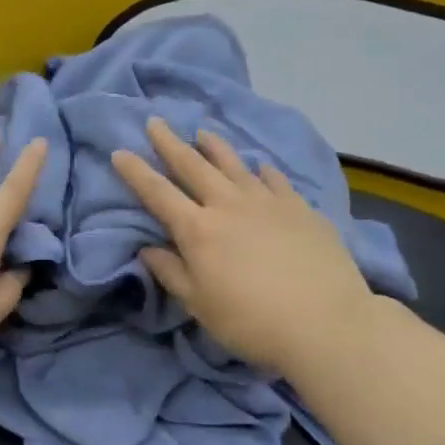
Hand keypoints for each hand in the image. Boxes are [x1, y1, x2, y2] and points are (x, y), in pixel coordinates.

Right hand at [112, 118, 374, 373]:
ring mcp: (268, 202)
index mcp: (198, 230)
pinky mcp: (300, 208)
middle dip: (170, 144)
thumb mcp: (199, 305)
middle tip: (156, 122)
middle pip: (194, 166)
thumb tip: (147, 249)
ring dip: (215, 147)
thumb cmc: (251, 321)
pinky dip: (262, 170)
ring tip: (203, 133)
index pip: (158, 194)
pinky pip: (275, 180)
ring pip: (235, 165)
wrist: (324, 322)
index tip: (120, 152)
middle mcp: (229, 205)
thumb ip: (171, 273)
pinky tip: (260, 165)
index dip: (136, 172)